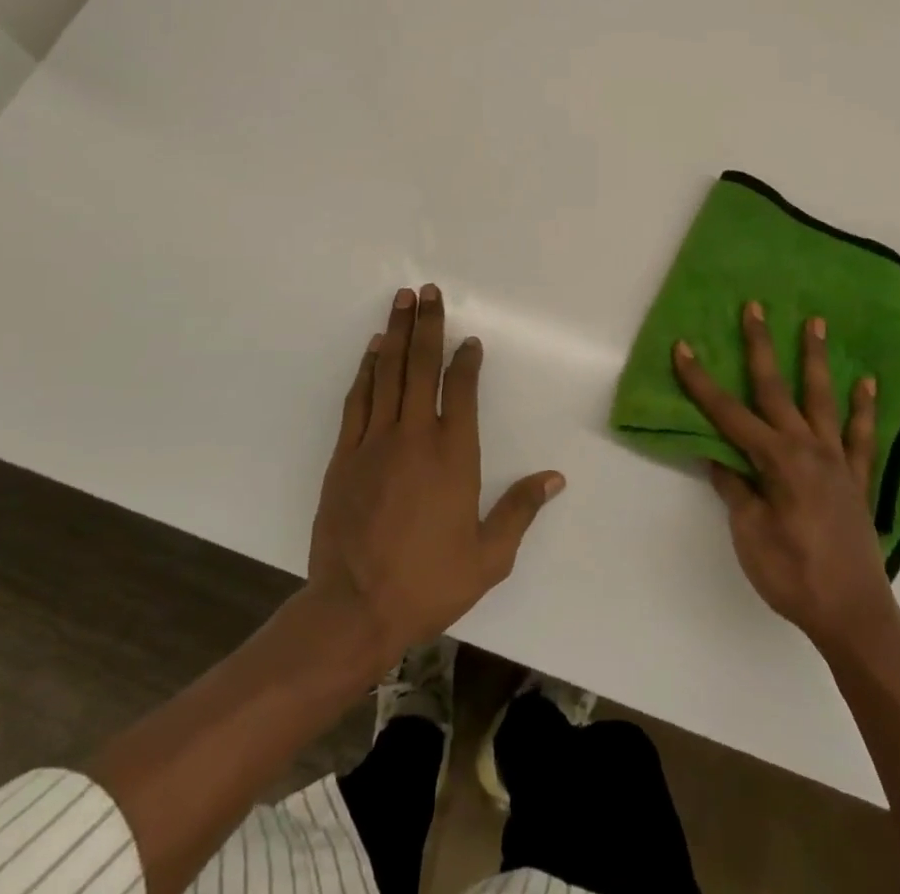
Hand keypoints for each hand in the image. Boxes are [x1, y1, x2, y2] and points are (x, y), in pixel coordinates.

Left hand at [307, 285, 564, 661]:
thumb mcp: (489, 557)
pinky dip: (367, 370)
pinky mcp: (344, 455)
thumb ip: (520, 511)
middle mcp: (415, 436)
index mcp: (454, 455)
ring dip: (396, 334)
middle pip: (421, 367)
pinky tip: (373, 350)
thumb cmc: (428, 583)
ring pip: (388, 373)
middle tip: (427, 290)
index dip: (466, 360)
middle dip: (427, 325)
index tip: (469, 341)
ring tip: (401, 300)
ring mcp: (374, 442)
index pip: (460, 389)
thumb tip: (555, 478)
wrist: (354, 609)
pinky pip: (358, 400)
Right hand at [673, 304, 899, 652]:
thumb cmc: (793, 576)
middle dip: (760, 346)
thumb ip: (735, 489)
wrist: (854, 616)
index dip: (700, 381)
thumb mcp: (750, 534)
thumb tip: (717, 456)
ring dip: (816, 359)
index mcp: (776, 460)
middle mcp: (807, 448)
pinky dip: (864, 408)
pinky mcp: (858, 478)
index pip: (728, 414)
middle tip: (754, 308)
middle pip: (776, 389)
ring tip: (816, 323)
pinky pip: (862, 435)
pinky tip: (867, 382)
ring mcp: (837, 460)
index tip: (682, 348)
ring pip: (823, 398)